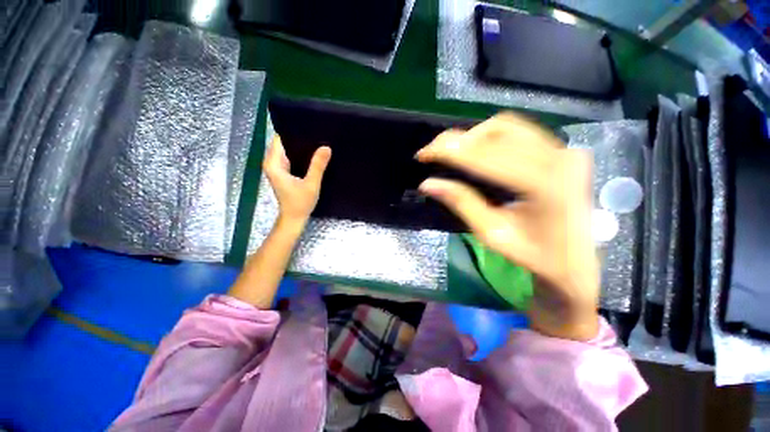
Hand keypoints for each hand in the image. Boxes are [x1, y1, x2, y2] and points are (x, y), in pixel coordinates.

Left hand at [263, 135, 331, 224]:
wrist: (294, 218)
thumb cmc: (300, 203)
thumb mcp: (311, 184)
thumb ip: (318, 166)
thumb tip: (326, 147)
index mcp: (274, 163)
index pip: (280, 139)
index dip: (293, 131)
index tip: (309, 127)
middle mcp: (272, 163)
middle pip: (283, 143)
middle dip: (299, 139)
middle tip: (317, 134)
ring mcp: (277, 168)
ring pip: (288, 150)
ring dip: (301, 148)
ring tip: (317, 142)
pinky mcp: (283, 173)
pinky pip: (291, 158)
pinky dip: (300, 156)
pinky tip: (313, 155)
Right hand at [416, 114, 599, 340]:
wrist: (574, 263)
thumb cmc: (534, 256)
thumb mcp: (491, 234)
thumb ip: (461, 203)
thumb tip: (428, 184)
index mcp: (542, 184)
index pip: (484, 155)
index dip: (448, 150)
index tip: (423, 153)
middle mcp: (558, 158)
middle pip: (496, 132)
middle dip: (456, 140)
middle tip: (432, 152)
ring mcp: (564, 151)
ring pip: (507, 126)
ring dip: (473, 136)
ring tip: (451, 152)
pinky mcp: (563, 151)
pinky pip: (521, 132)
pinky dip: (491, 136)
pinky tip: (477, 150)